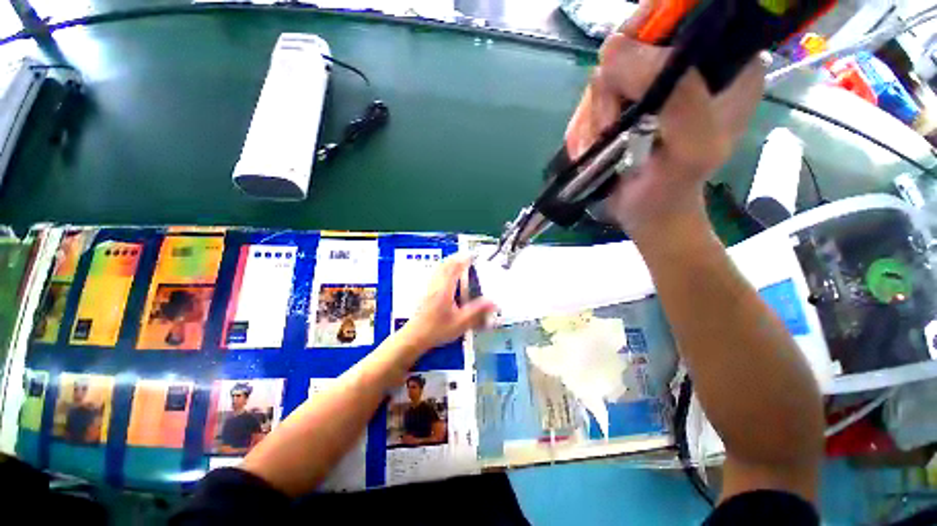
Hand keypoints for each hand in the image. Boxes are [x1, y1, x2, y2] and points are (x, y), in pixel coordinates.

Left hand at [399, 254, 495, 351]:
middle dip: (457, 258)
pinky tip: (445, 274)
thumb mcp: (460, 323)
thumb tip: (493, 302)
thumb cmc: (437, 330)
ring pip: (438, 268)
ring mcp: (428, 287)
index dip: (464, 260)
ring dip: (449, 262)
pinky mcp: (424, 291)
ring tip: (458, 261)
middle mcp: (435, 284)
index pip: (455, 268)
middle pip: (445, 265)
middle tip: (468, 256)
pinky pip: (434, 274)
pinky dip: (442, 269)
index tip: (473, 255)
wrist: (414, 337)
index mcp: (445, 289)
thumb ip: (477, 311)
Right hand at [577, 1, 763, 239]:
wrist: (647, 214)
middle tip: (612, 129)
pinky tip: (591, 150)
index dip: (646, 30)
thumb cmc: (673, 188)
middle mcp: (685, 67)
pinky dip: (583, 129)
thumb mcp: (692, 148)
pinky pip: (587, 105)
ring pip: (601, 80)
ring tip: (601, 148)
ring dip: (593, 118)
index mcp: (724, 63)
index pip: (682, 14)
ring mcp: (647, 88)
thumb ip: (677, 96)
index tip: (623, 74)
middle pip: (629, 47)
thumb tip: (614, 49)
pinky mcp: (620, 107)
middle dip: (610, 94)